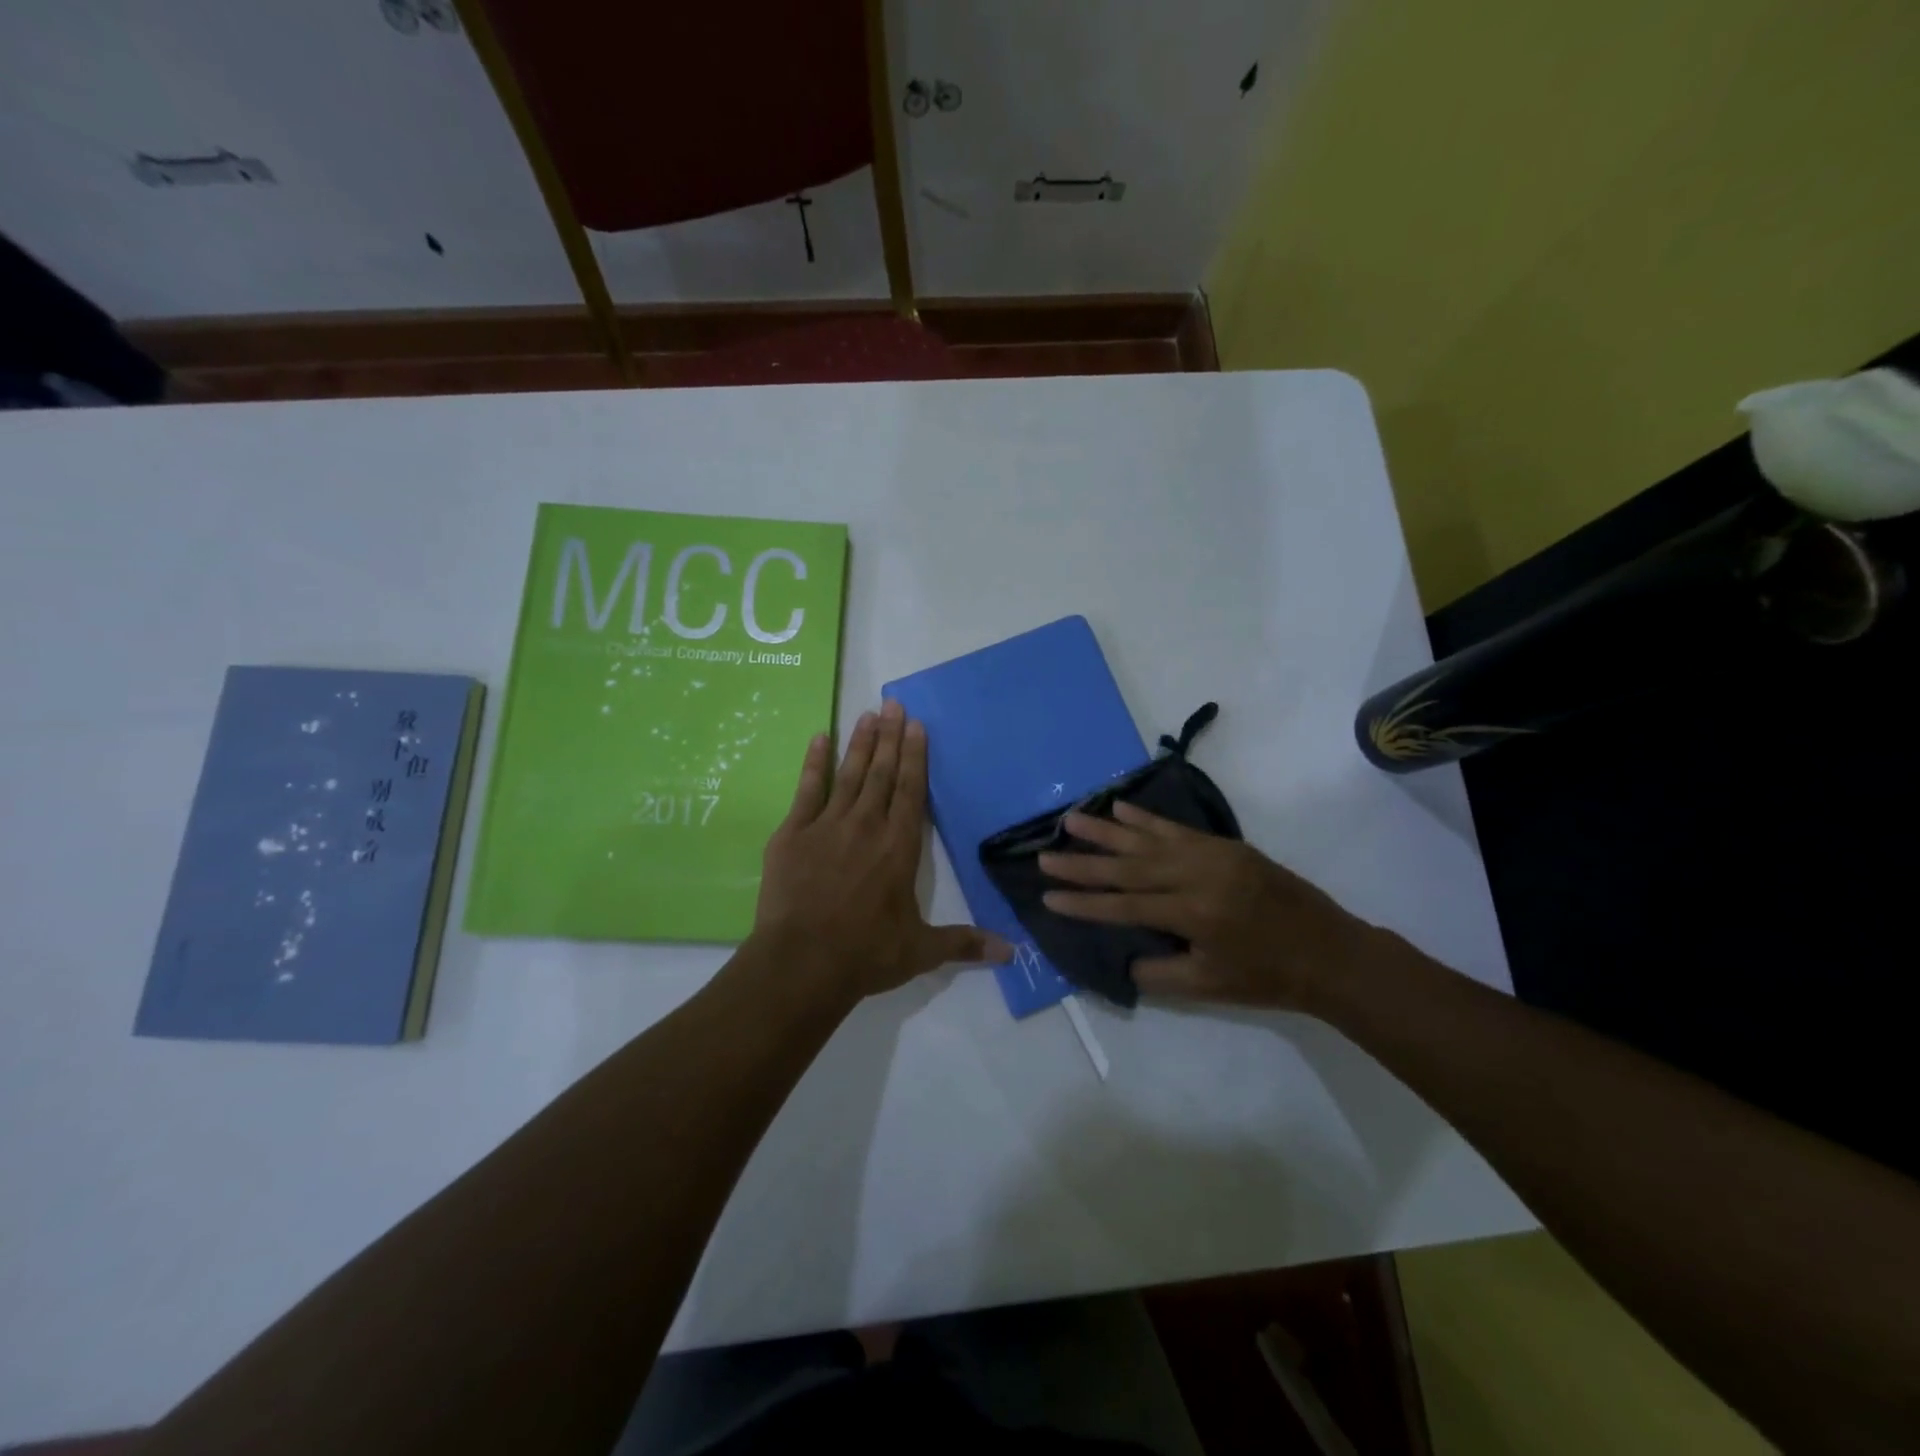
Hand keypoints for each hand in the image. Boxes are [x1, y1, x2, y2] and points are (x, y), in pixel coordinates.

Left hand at [753, 698, 1011, 1002]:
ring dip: (860, 743)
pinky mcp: (793, 834)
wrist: (802, 963)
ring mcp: (826, 826)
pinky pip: (806, 790)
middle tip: (893, 704)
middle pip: (881, 773)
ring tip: (868, 714)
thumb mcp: (921, 950)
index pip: (911, 791)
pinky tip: (819, 740)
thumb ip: (964, 943)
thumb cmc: (866, 954)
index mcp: (899, 846)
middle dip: (890, 737)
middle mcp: (866, 826)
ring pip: (848, 774)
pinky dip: (813, 764)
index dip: (915, 756)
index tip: (916, 725)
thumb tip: (1012, 954)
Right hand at [1039, 802, 1375, 1009]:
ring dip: (1106, 831)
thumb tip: (1123, 955)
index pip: (1124, 906)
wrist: (1330, 952)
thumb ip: (1158, 973)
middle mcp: (1197, 876)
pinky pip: (1176, 828)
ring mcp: (1212, 855)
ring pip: (1147, 840)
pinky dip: (1145, 819)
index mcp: (1194, 914)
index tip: (1048, 895)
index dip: (1083, 902)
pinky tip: (1120, 809)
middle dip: (1083, 863)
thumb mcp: (1208, 987)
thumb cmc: (1268, 978)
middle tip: (1045, 854)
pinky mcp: (1225, 845)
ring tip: (1070, 819)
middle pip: (1128, 867)